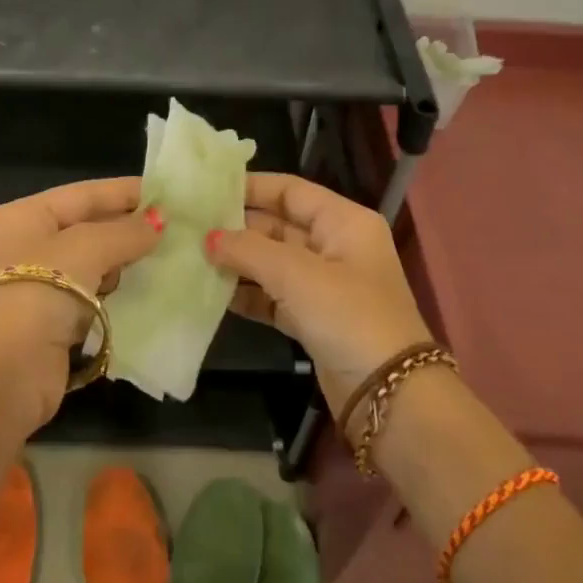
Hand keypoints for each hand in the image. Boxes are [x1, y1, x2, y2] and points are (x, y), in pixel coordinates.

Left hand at [0, 178, 163, 428]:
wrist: (5, 374)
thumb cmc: (39, 292)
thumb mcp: (86, 249)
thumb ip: (125, 232)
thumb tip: (159, 221)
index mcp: (22, 216)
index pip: (82, 194)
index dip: (124, 192)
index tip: (166, 193)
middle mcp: (24, 243)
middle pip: (85, 226)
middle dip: (126, 227)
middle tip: (174, 226)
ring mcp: (34, 283)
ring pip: (89, 261)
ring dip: (122, 261)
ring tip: (166, 255)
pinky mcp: (49, 318)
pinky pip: (89, 292)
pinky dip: (113, 290)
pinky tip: (144, 288)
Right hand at [207, 173, 434, 423]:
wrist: (390, 394)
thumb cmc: (348, 315)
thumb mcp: (296, 274)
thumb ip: (248, 250)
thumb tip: (208, 238)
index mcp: (343, 222)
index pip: (291, 190)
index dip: (251, 187)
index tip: (208, 190)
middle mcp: (335, 246)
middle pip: (278, 225)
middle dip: (238, 228)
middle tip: (192, 227)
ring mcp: (326, 285)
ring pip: (273, 262)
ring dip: (239, 262)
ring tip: (194, 257)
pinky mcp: (314, 318)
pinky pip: (274, 296)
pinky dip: (248, 294)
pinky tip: (214, 293)